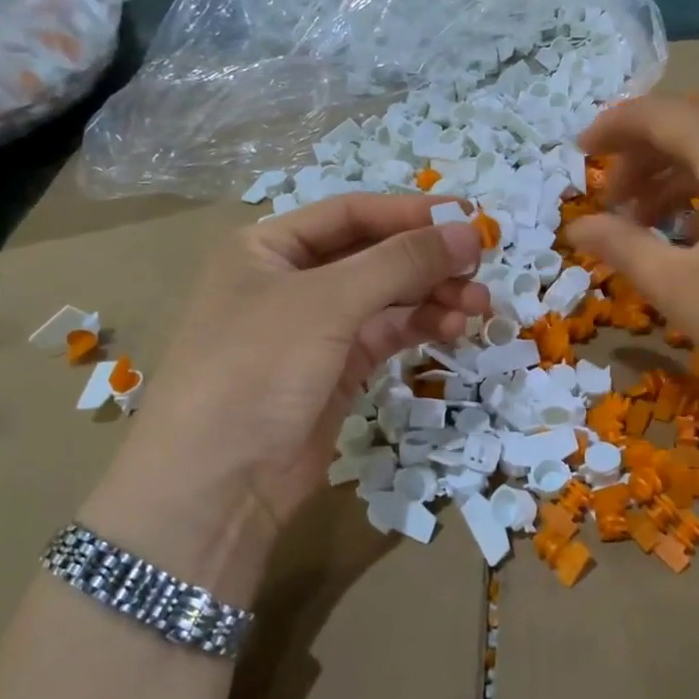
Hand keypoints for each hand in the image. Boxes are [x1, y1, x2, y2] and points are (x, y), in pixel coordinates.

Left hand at [86, 195, 486, 589]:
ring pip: (386, 297)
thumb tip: (469, 231)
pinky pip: (387, 334)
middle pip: (373, 254)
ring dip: (433, 296)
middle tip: (481, 266)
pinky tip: (454, 329)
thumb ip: (400, 263)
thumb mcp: (327, 303)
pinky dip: (420, 327)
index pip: (351, 213)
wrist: (217, 485)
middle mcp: (291, 280)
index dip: (410, 214)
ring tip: (479, 305)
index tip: (469, 219)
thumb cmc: (258, 368)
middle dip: (427, 260)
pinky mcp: (336, 370)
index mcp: (268, 247)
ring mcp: (315, 328)